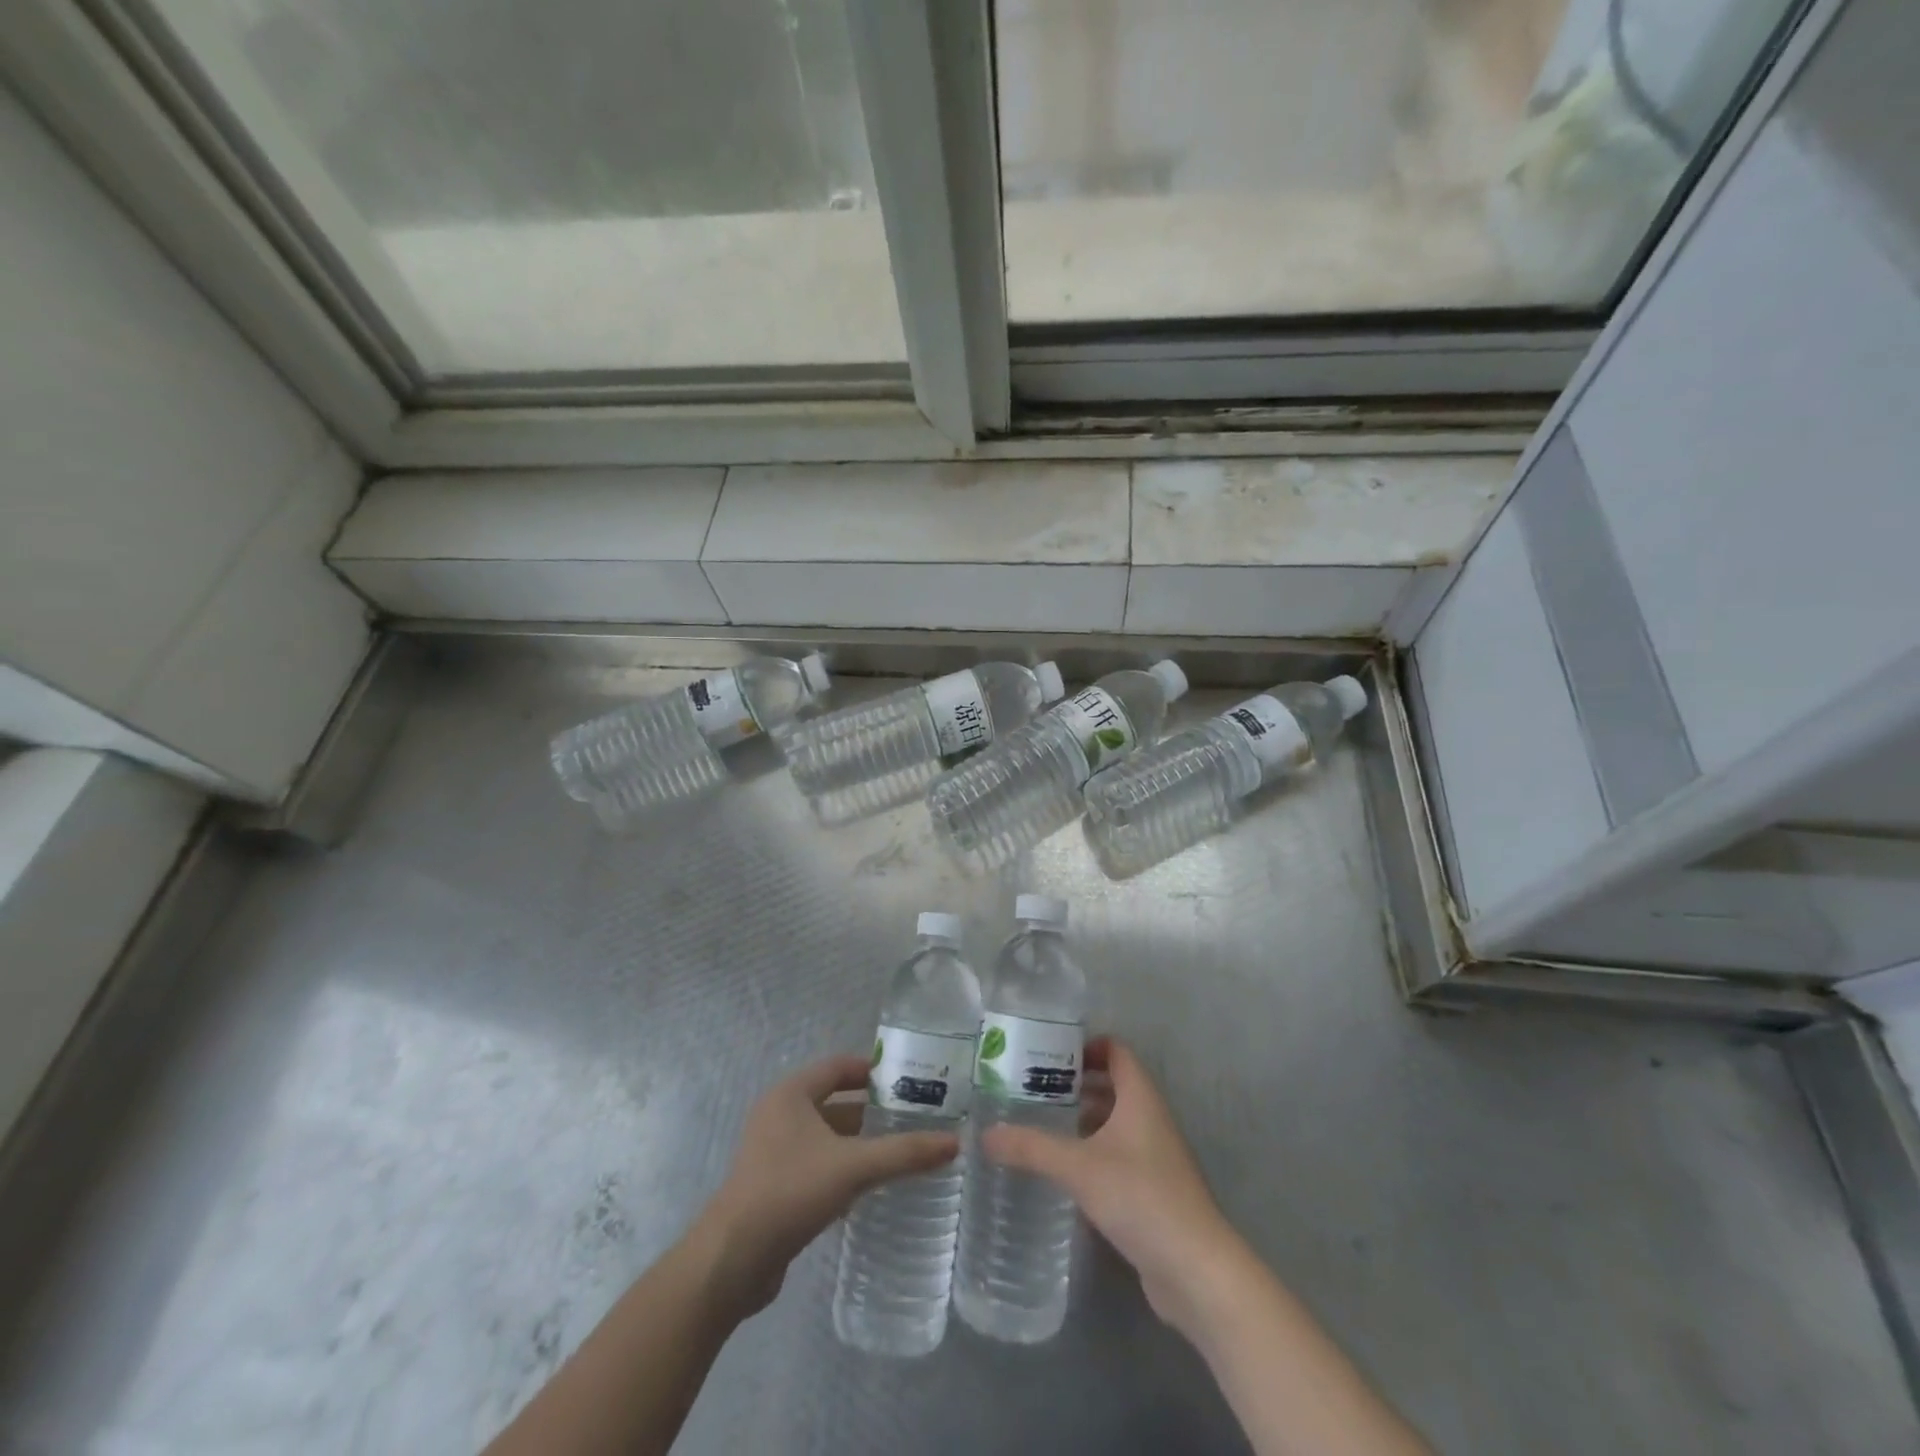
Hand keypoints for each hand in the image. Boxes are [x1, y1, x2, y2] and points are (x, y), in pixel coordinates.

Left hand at [696, 1054, 958, 1317]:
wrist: (732, 1261)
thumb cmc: (790, 1192)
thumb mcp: (853, 1167)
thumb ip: (904, 1152)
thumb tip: (955, 1142)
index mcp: (791, 1094)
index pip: (839, 1066)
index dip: (874, 1069)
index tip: (910, 1079)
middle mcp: (780, 1115)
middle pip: (836, 1102)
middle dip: (874, 1110)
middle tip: (916, 1117)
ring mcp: (775, 1152)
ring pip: (828, 1137)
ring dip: (861, 1142)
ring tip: (903, 1150)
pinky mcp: (775, 1187)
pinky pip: (819, 1165)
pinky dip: (845, 1169)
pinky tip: (873, 1186)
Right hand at [982, 1037, 1244, 1334]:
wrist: (1196, 1270)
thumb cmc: (1141, 1197)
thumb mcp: (1078, 1167)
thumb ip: (1031, 1148)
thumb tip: (985, 1134)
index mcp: (1141, 1098)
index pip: (1117, 1051)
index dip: (1087, 1046)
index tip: (1050, 1053)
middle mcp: (1151, 1119)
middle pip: (1115, 1085)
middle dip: (1077, 1084)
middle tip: (1035, 1089)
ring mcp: (1156, 1157)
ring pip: (1117, 1123)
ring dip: (1085, 1120)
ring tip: (1043, 1126)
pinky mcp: (1155, 1191)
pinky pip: (1120, 1157)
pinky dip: (1094, 1154)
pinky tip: (1066, 1172)